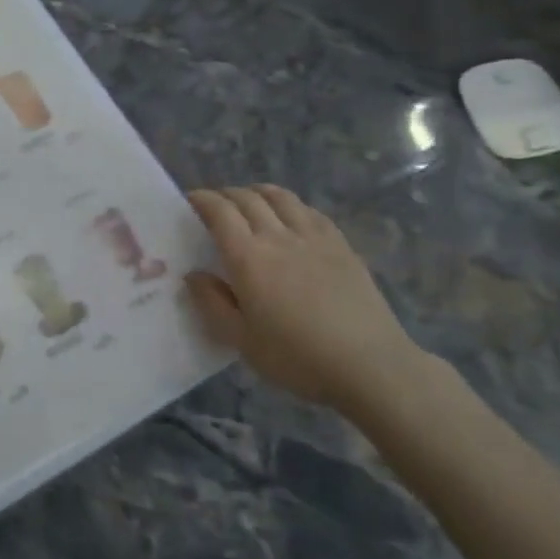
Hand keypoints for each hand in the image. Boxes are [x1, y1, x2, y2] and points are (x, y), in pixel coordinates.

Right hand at [185, 184, 426, 413]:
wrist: (370, 366)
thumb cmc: (297, 358)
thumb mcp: (241, 340)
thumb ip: (212, 304)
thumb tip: (194, 275)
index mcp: (248, 258)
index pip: (219, 212)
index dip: (201, 200)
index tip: (189, 201)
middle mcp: (278, 237)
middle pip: (247, 198)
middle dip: (225, 194)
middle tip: (214, 204)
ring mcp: (314, 237)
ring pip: (281, 197)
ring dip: (258, 192)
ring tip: (249, 201)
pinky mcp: (341, 245)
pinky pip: (310, 211)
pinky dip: (290, 205)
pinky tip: (290, 217)